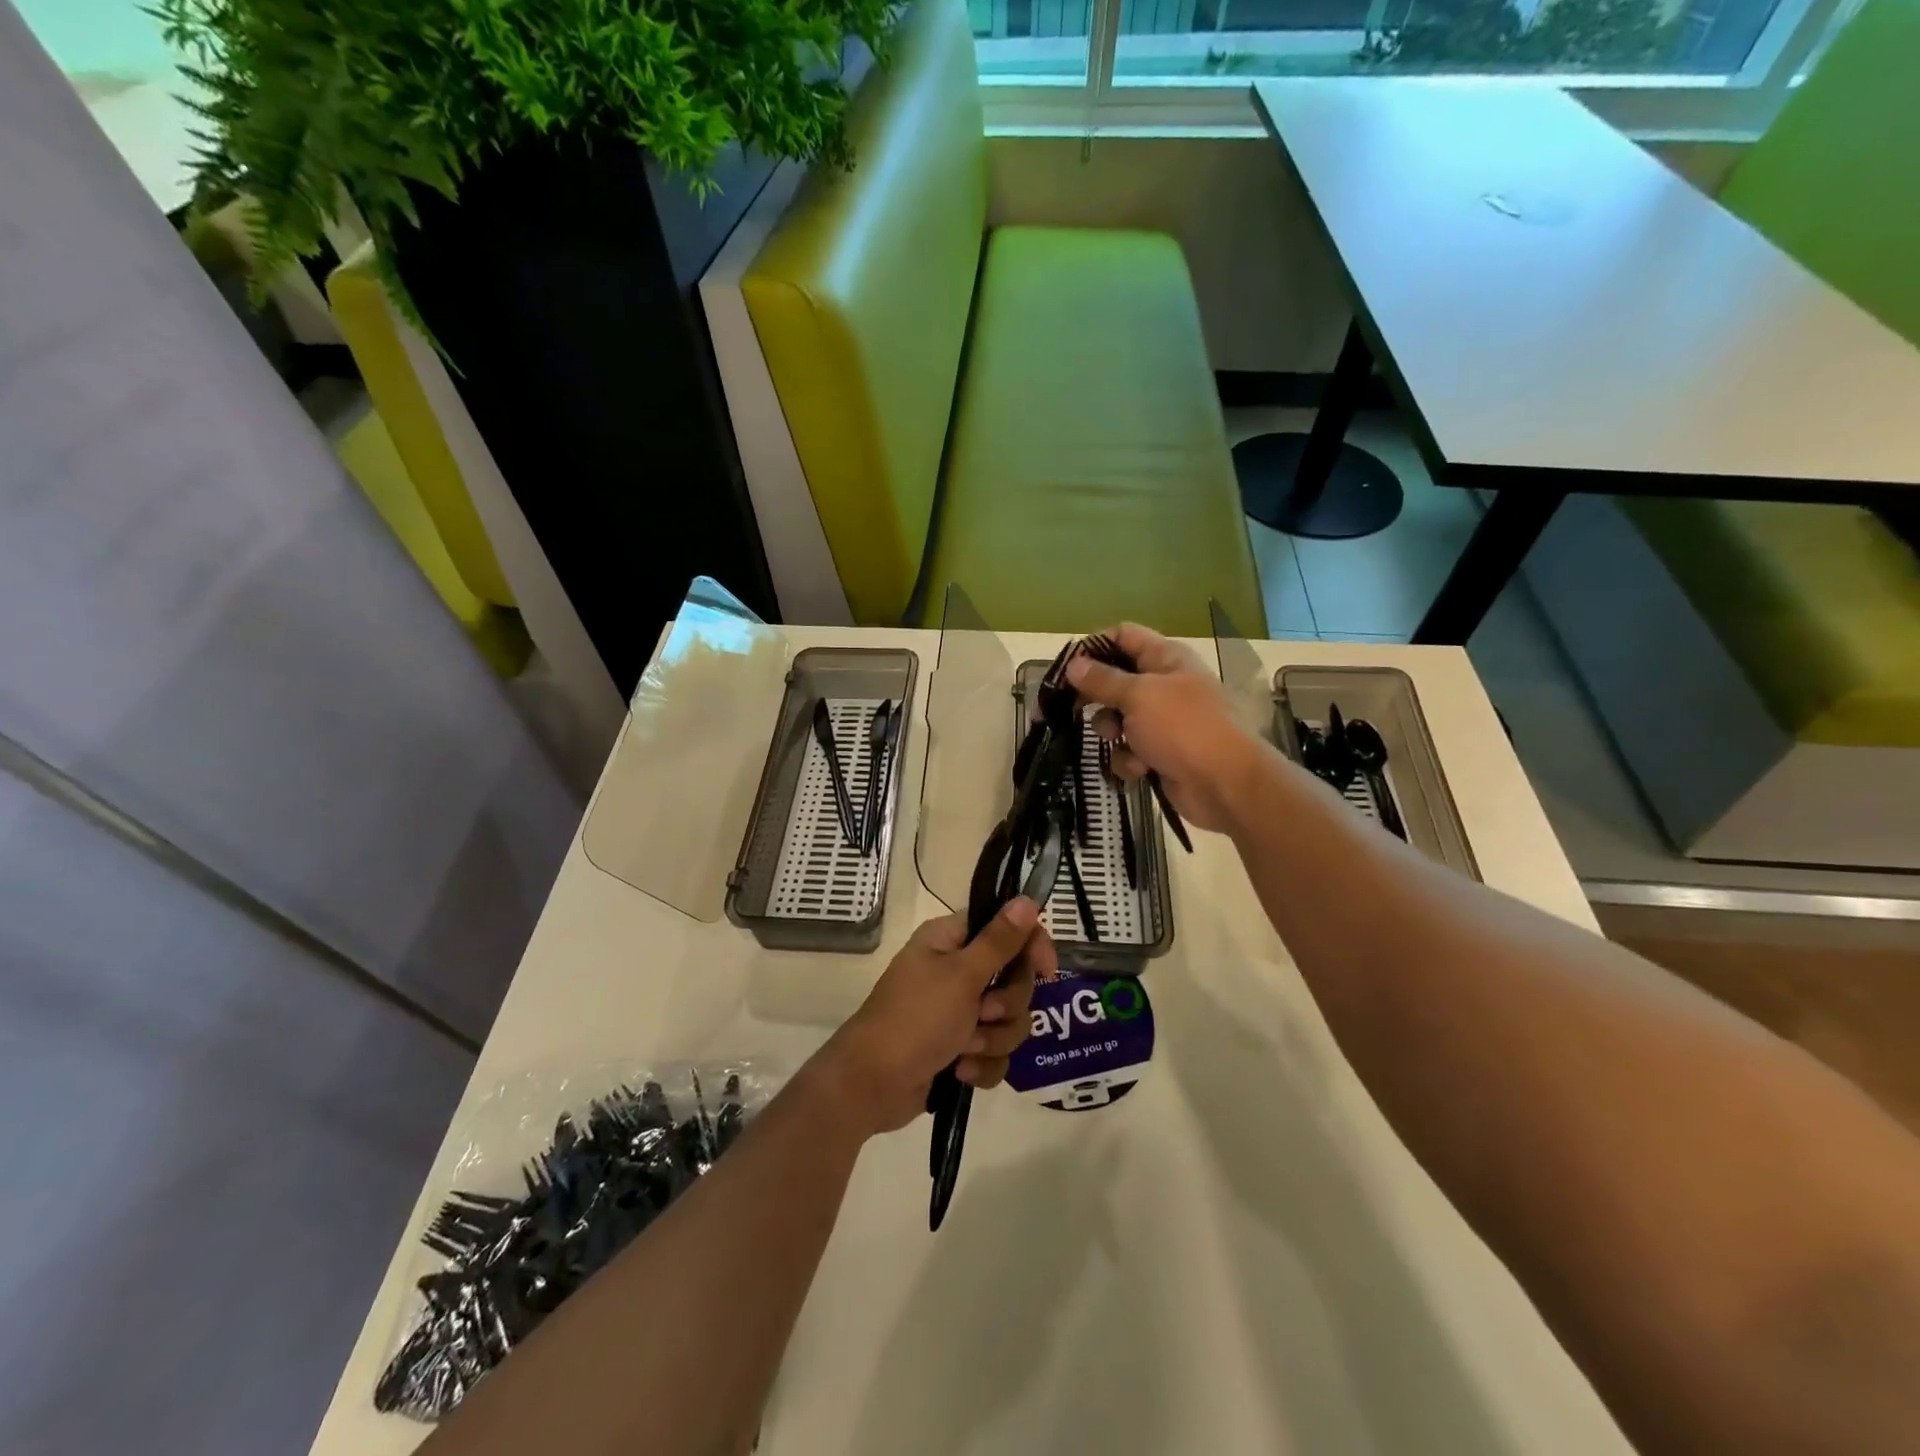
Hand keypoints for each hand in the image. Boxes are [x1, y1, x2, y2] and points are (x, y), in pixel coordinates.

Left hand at [817, 899, 1058, 1136]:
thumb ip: (999, 941)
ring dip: (993, 1039)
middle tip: (983, 1012)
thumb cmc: (915, 1019)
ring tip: (964, 1048)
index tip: (1045, 971)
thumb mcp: (962, 976)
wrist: (872, 1085)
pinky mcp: (960, 1047)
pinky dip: (982, 1064)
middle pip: (1015, 978)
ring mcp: (959, 1011)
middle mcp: (957, 969)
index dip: (1031, 946)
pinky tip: (959, 1071)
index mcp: (952, 940)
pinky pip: (995, 1052)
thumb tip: (1027, 899)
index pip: (1007, 928)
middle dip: (1006, 1005)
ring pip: (1009, 1019)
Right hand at [1066, 623, 1265, 834]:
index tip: (1068, 666)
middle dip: (1096, 697)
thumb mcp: (1138, 696)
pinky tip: (1140, 769)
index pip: (1124, 636)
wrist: (1224, 784)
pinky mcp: (1161, 753)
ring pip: (1119, 719)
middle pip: (1116, 680)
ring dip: (1113, 733)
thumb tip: (1073, 664)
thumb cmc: (1183, 727)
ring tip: (1119, 741)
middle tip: (1072, 708)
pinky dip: (1130, 759)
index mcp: (1166, 658)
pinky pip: (1130, 750)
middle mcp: (1165, 684)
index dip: (1094, 646)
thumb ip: (1102, 680)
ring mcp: (1164, 721)